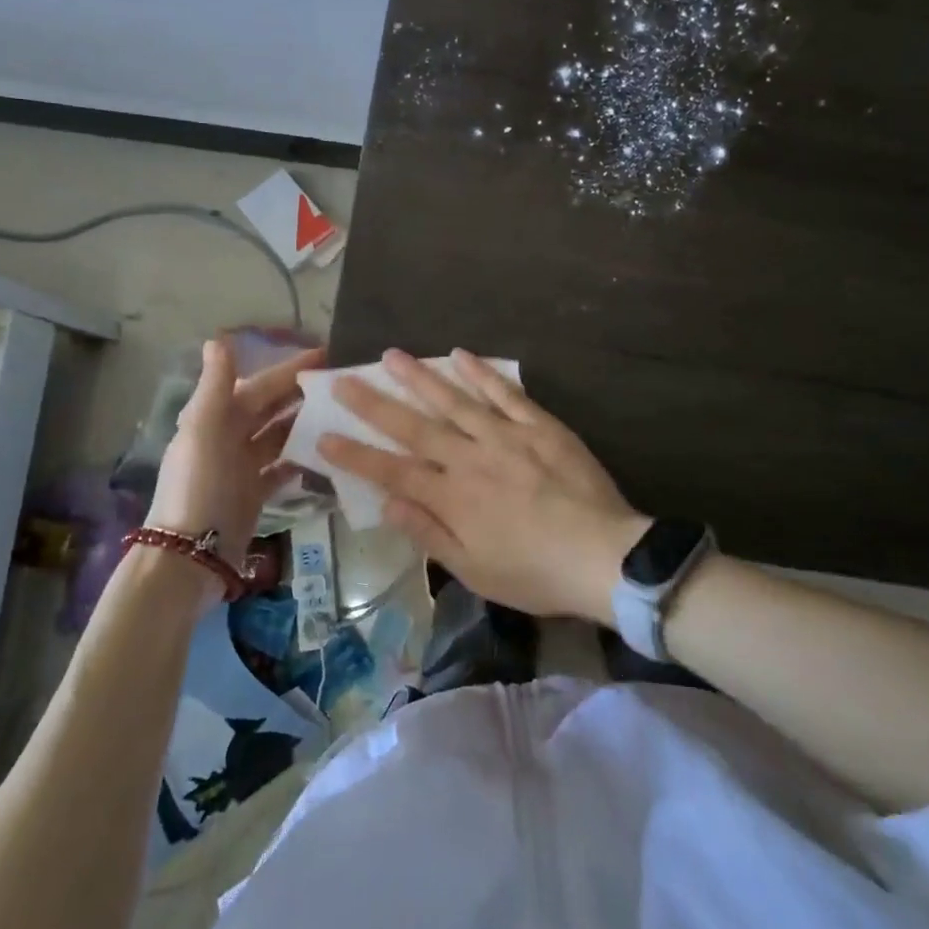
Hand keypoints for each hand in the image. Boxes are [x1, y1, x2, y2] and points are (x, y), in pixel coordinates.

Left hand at [147, 338, 323, 567]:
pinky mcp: (253, 494)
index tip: (325, 355)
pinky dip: (299, 460)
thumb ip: (215, 386)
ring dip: (303, 424)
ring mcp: (241, 467)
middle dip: (299, 394)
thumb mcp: (203, 431)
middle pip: (269, 408)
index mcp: (214, 418)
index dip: (288, 369)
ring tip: (340, 415)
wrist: (191, 555)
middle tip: (341, 385)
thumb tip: (219, 338)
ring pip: (278, 436)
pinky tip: (325, 454)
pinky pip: (281, 469)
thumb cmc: (200, 487)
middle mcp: (227, 438)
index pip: (258, 385)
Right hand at [318, 349, 649, 623]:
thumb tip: (387, 503)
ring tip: (392, 355)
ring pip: (454, 400)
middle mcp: (471, 458)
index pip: (392, 472)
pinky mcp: (539, 425)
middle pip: (414, 427)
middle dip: (375, 404)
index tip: (324, 435)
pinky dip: (482, 373)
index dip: (356, 455)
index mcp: (452, 497)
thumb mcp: (475, 571)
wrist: (604, 556)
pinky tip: (460, 354)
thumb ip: (429, 533)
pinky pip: (505, 393)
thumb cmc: (535, 573)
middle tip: (345, 380)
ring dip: (420, 377)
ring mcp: (506, 436)